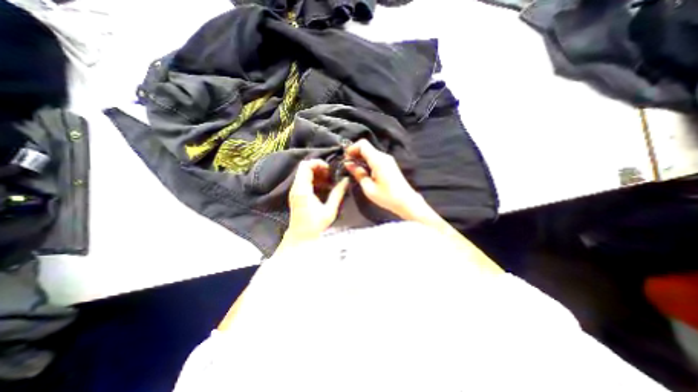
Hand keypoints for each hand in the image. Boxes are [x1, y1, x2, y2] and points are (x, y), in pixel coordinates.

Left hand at [282, 158, 348, 244]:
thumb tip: (346, 181)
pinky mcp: (297, 194)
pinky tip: (325, 187)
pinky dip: (315, 180)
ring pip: (304, 173)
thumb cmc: (315, 225)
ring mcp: (295, 191)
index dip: (318, 163)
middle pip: (304, 168)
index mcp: (302, 190)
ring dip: (318, 174)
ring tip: (329, 181)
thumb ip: (338, 193)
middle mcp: (296, 188)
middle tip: (331, 175)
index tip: (329, 169)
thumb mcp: (329, 210)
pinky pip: (305, 180)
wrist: (301, 236)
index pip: (305, 166)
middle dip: (319, 168)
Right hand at [342, 139, 430, 220]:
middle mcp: (383, 156)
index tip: (345, 158)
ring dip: (360, 158)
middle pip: (366, 147)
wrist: (406, 201)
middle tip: (348, 165)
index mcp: (378, 160)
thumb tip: (348, 164)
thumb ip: (358, 174)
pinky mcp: (389, 164)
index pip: (363, 144)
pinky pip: (375, 158)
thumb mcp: (369, 188)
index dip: (352, 148)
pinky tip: (363, 171)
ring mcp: (387, 159)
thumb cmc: (387, 197)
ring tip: (353, 169)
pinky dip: (367, 161)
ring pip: (370, 152)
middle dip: (355, 153)